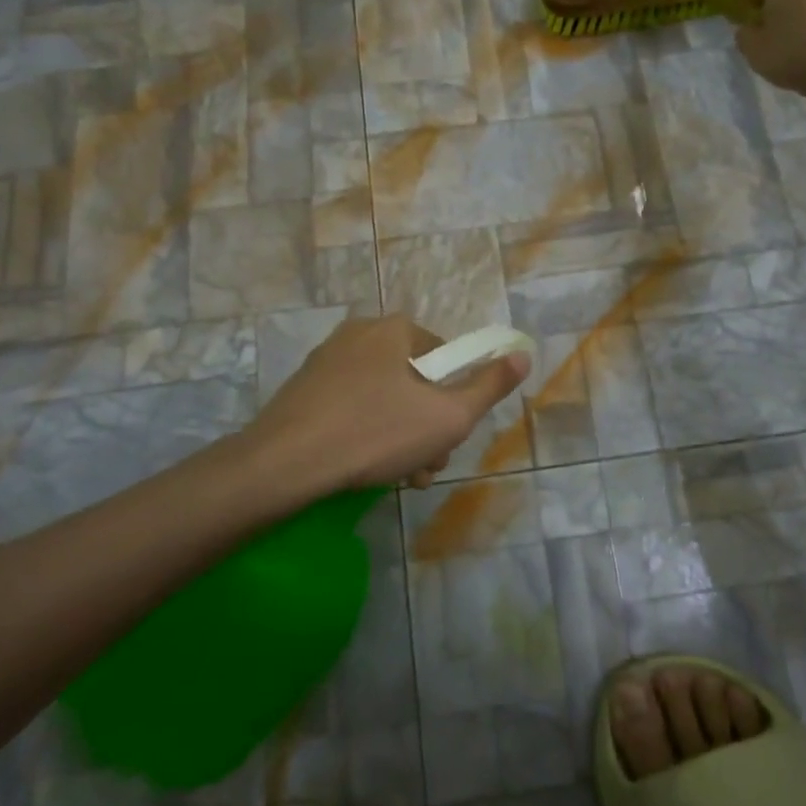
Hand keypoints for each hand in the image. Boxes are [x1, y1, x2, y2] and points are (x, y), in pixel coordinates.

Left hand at [243, 315, 528, 496]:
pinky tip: (364, 468)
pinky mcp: (303, 389)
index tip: (449, 438)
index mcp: (394, 329)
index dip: (456, 400)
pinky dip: (366, 433)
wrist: (284, 464)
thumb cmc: (376, 433)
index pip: (446, 357)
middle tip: (424, 467)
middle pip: (414, 380)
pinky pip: (352, 406)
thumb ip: (489, 386)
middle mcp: (359, 333)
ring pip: (384, 398)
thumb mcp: (448, 416)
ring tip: (398, 477)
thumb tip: (522, 353)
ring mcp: (326, 361)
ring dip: (401, 436)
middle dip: (427, 426)